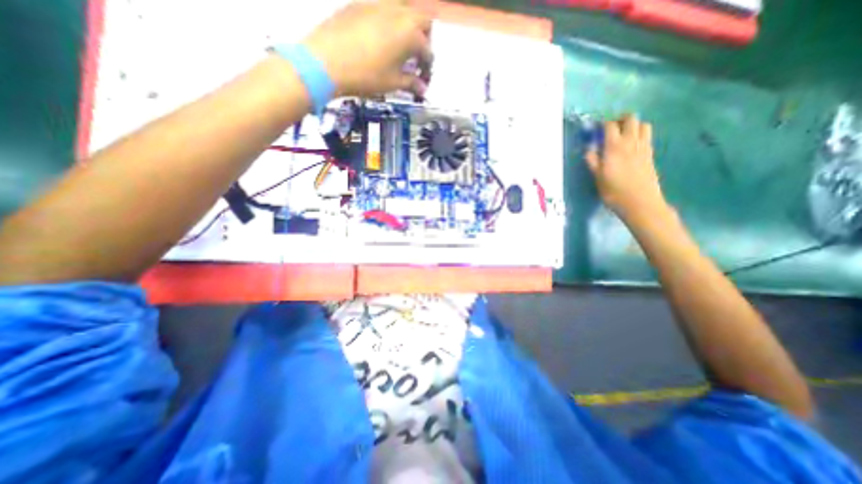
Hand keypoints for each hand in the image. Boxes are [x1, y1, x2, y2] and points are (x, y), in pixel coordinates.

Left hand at [305, 0, 434, 97]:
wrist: (325, 62)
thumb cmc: (366, 76)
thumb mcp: (392, 83)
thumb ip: (411, 83)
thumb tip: (422, 89)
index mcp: (409, 33)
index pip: (427, 50)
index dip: (427, 67)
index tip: (423, 80)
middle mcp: (398, 12)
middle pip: (422, 20)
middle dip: (424, 39)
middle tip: (416, 58)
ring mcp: (377, 4)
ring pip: (403, 8)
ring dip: (407, 26)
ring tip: (399, 47)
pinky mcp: (360, 4)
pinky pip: (382, 8)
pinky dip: (388, 22)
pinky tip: (379, 40)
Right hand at [582, 115, 668, 222]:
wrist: (639, 202)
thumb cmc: (613, 191)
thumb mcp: (597, 178)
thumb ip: (593, 161)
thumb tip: (589, 150)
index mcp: (614, 147)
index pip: (610, 125)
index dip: (602, 124)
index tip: (595, 129)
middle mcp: (631, 142)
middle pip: (631, 118)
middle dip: (620, 119)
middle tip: (611, 128)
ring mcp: (643, 147)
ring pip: (643, 125)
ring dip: (633, 125)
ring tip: (623, 135)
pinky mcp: (650, 154)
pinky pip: (647, 136)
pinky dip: (640, 134)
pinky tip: (632, 145)